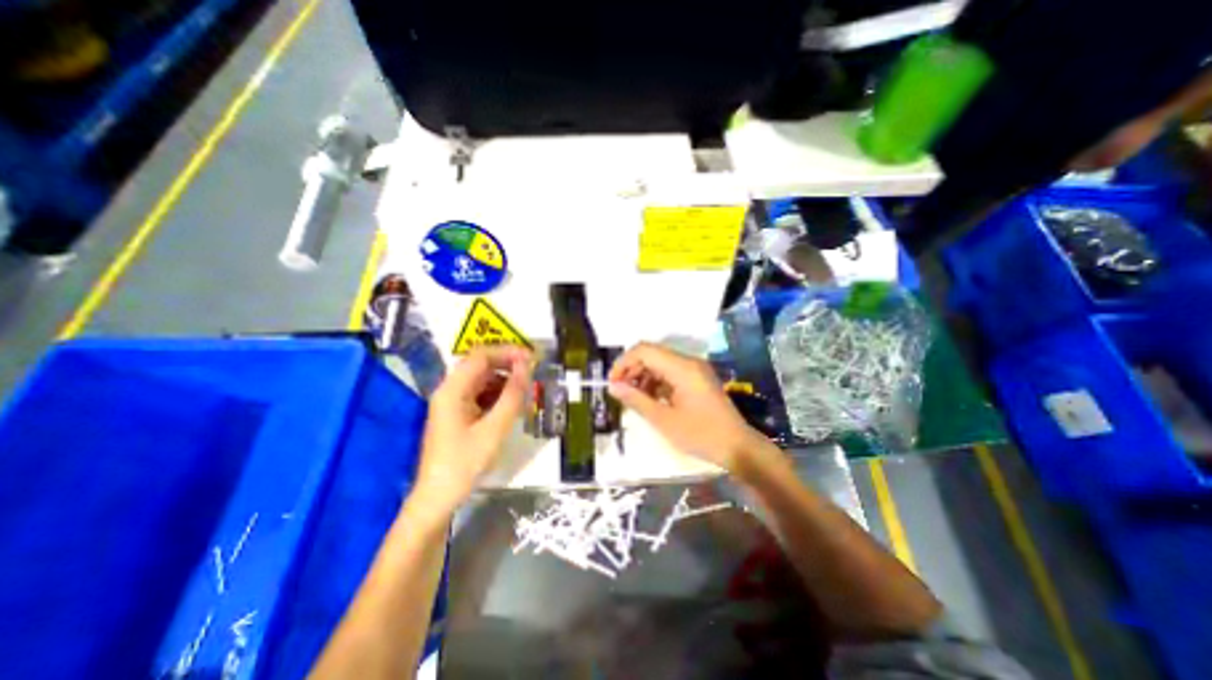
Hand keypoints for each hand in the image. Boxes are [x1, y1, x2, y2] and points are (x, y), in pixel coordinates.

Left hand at [413, 344, 531, 514]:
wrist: (438, 498)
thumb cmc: (465, 462)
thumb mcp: (494, 428)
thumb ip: (512, 394)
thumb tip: (526, 366)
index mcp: (452, 390)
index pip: (481, 356)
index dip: (507, 352)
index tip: (531, 358)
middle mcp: (450, 391)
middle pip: (480, 366)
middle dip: (508, 365)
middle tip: (533, 371)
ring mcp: (452, 403)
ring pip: (482, 380)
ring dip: (505, 380)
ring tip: (527, 388)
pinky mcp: (457, 415)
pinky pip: (480, 395)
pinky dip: (498, 395)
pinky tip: (513, 404)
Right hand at [607, 339, 754, 472]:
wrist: (737, 446)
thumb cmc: (701, 435)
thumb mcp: (664, 420)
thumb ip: (636, 400)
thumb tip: (613, 387)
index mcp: (682, 367)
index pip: (645, 350)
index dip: (624, 362)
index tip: (612, 383)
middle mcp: (688, 362)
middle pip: (651, 354)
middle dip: (632, 370)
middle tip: (620, 392)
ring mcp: (694, 369)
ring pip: (660, 363)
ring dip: (643, 377)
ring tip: (634, 398)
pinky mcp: (697, 378)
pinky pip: (670, 372)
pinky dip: (656, 382)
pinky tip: (650, 400)